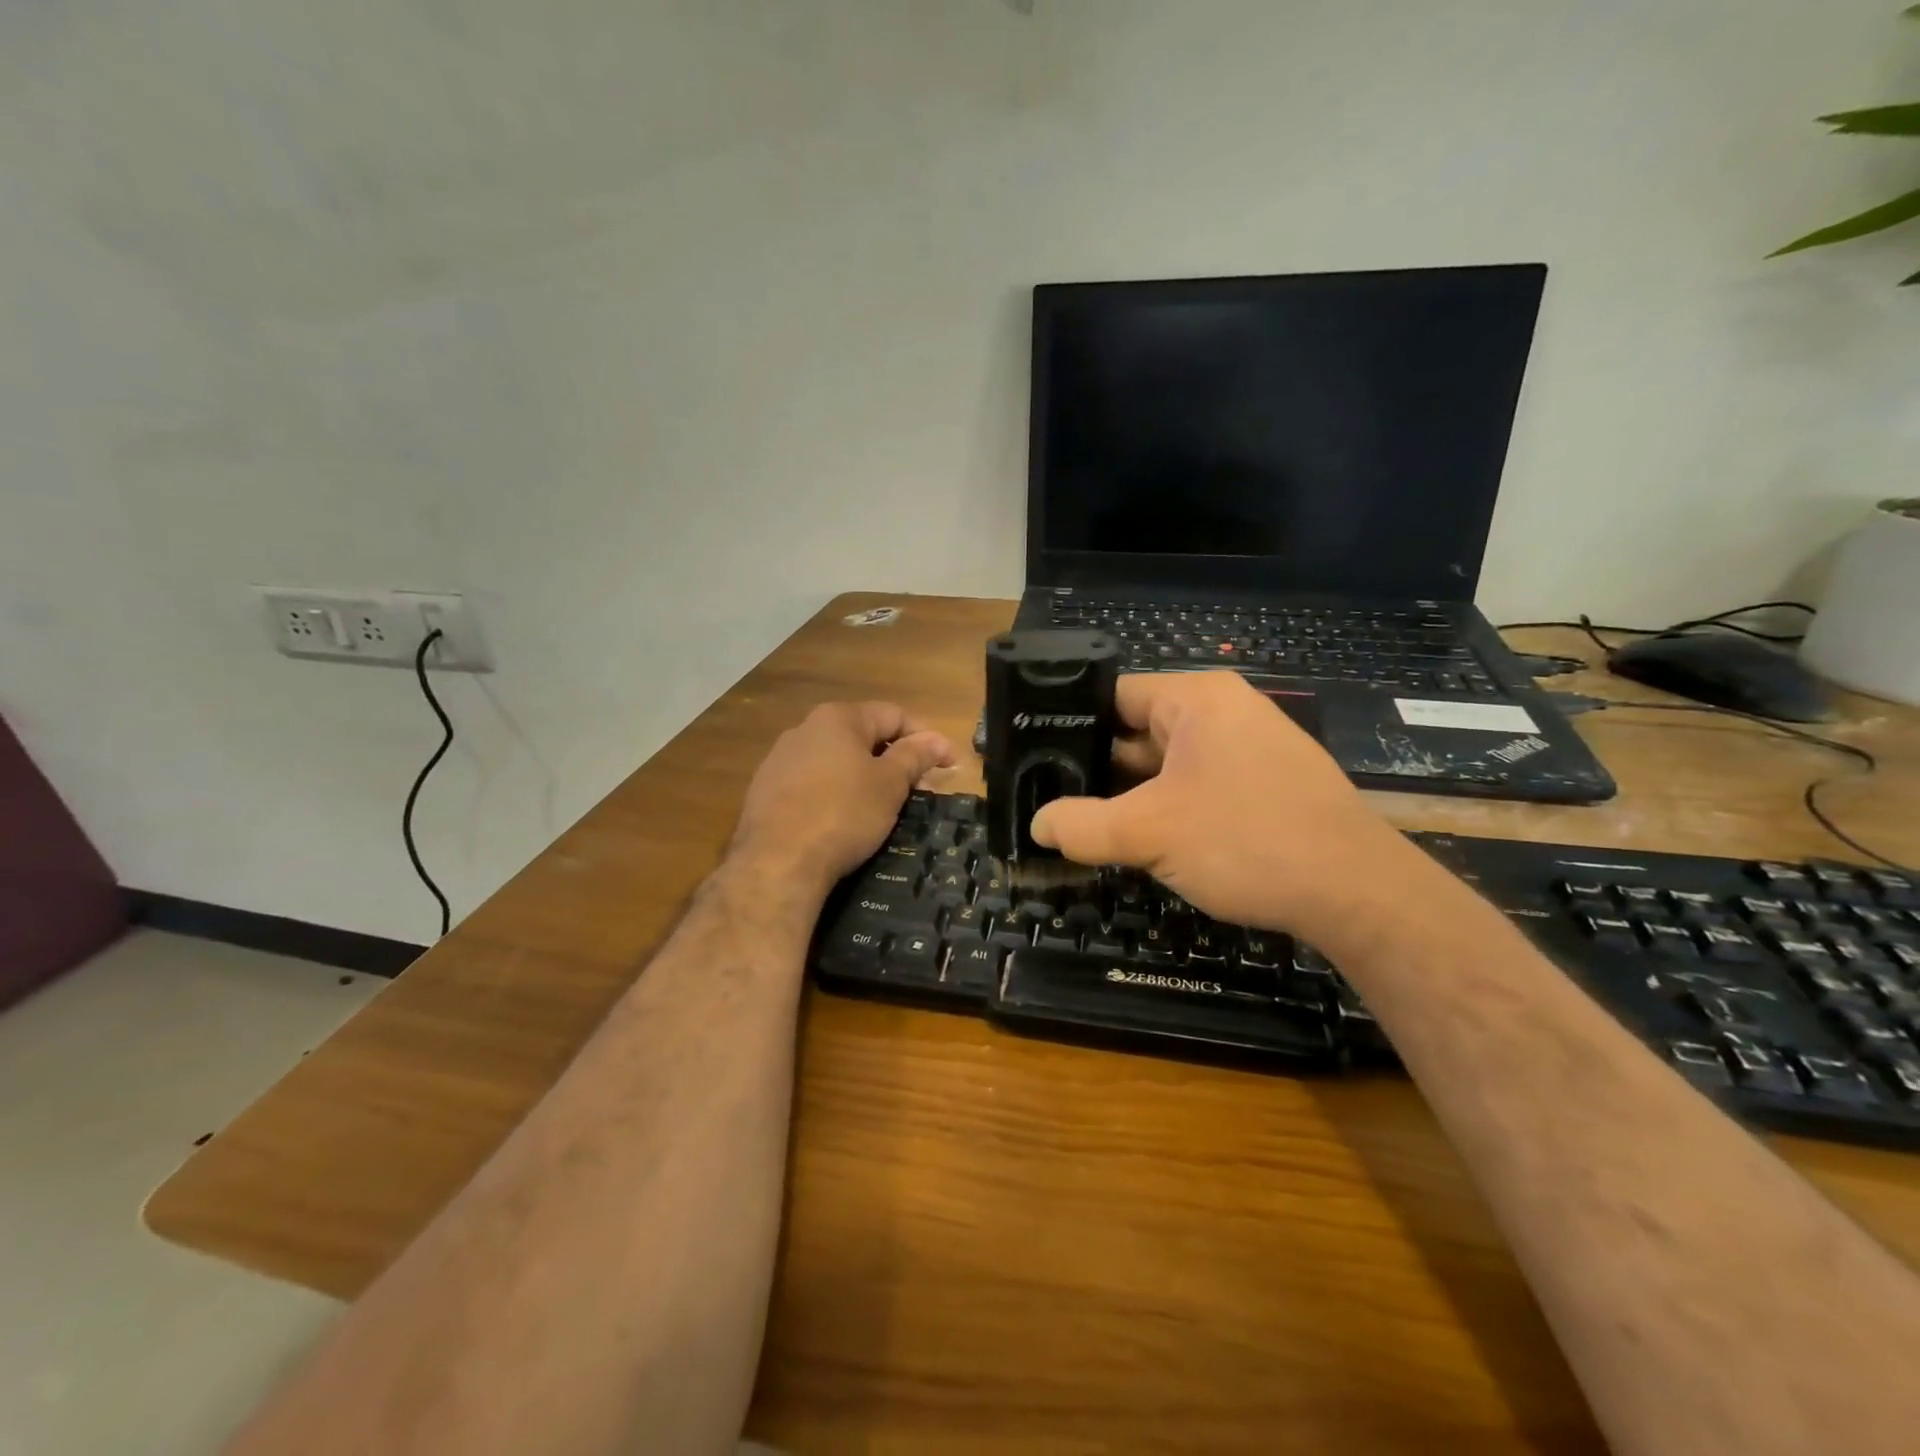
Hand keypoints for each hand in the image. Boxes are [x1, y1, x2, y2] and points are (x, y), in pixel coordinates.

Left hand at [732, 701, 954, 893]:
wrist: (777, 862)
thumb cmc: (843, 814)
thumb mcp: (889, 784)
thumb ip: (914, 756)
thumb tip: (936, 739)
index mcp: (838, 718)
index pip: (893, 715)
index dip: (926, 738)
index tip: (949, 765)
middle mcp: (805, 729)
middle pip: (862, 735)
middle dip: (895, 758)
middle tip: (919, 788)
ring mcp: (780, 759)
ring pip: (836, 760)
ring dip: (864, 775)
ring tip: (883, 805)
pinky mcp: (765, 790)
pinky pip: (812, 782)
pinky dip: (835, 792)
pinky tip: (843, 818)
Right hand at [1030, 672, 1427, 941]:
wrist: (1358, 894)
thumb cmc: (1246, 840)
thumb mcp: (1149, 833)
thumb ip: (1082, 825)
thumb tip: (1037, 825)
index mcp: (1196, 699)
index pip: (1113, 695)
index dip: (1069, 725)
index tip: (1035, 760)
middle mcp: (1224, 712)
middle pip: (1138, 731)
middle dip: (1098, 769)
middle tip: (1052, 800)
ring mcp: (1250, 749)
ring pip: (1167, 765)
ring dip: (1132, 795)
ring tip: (1086, 824)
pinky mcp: (1265, 785)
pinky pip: (1198, 786)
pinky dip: (1168, 809)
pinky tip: (1143, 842)